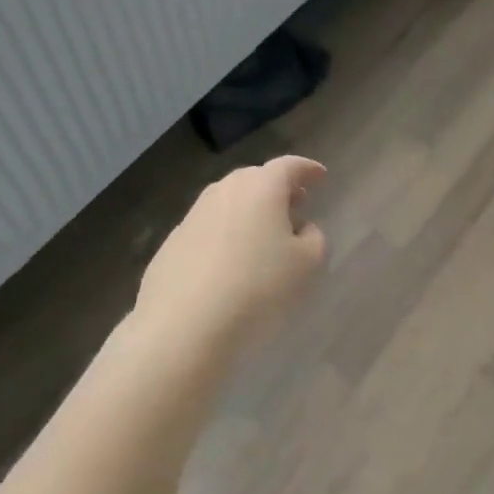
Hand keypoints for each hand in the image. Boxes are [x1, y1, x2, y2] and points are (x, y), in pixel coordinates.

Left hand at [134, 156, 327, 358]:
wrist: (183, 327)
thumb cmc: (258, 289)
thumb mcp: (307, 265)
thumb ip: (314, 238)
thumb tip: (301, 228)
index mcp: (260, 188)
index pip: (288, 166)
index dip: (307, 170)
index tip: (321, 177)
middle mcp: (223, 191)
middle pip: (255, 179)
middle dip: (278, 189)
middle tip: (296, 205)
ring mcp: (193, 216)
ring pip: (229, 202)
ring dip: (250, 211)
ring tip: (265, 236)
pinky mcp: (172, 244)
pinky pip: (209, 229)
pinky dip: (226, 235)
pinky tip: (232, 263)